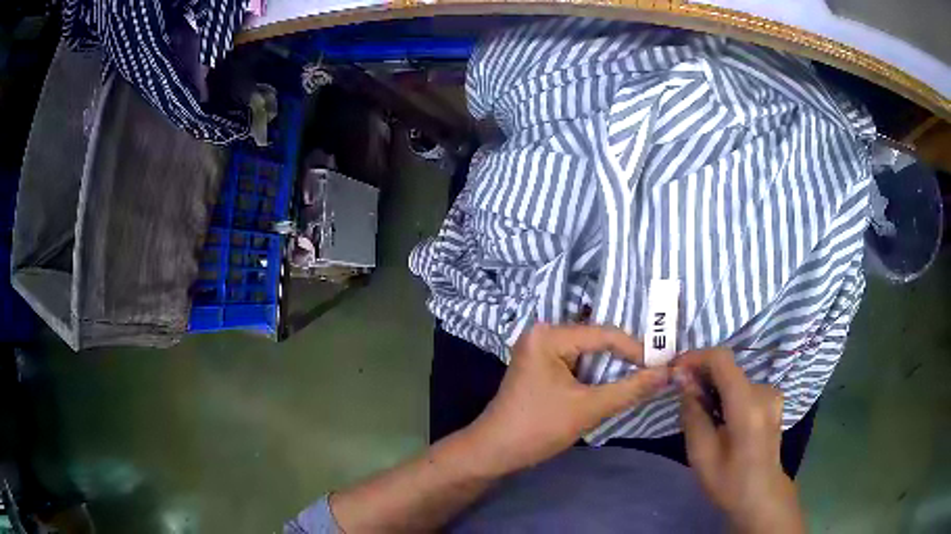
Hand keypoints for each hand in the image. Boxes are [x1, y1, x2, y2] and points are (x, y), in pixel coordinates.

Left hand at [465, 323, 669, 475]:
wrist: (496, 452)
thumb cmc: (538, 428)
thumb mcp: (589, 408)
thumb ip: (630, 389)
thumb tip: (668, 372)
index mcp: (549, 335)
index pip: (605, 335)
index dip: (637, 350)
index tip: (663, 366)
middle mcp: (543, 333)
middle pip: (597, 341)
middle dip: (626, 358)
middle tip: (657, 370)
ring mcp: (540, 349)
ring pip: (588, 353)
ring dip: (612, 368)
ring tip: (642, 377)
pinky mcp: (541, 365)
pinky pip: (577, 363)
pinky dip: (596, 375)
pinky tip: (614, 384)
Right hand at [675, 348, 805, 533]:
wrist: (761, 496)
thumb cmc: (729, 482)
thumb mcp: (701, 454)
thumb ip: (693, 413)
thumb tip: (683, 380)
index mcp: (748, 405)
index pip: (722, 360)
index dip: (695, 357)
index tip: (674, 370)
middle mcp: (764, 391)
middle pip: (728, 368)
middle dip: (701, 375)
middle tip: (680, 395)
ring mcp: (771, 394)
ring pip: (734, 378)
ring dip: (713, 386)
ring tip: (697, 410)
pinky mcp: (772, 400)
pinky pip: (743, 387)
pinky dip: (725, 393)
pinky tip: (716, 415)